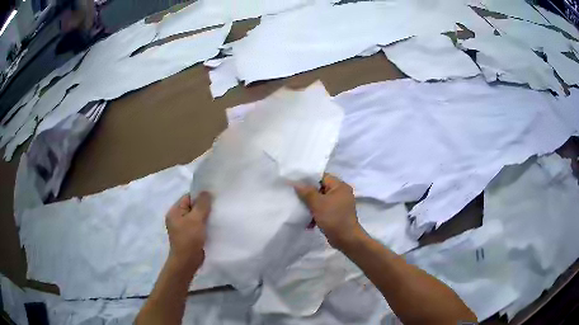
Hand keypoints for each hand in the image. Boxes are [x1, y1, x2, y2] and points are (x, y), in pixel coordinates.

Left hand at [165, 192, 211, 271]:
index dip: (200, 196)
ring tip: (217, 215)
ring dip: (206, 216)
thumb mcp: (196, 219)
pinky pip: (198, 225)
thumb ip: (202, 204)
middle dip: (204, 206)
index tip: (213, 196)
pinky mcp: (190, 235)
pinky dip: (205, 224)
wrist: (187, 261)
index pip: (188, 197)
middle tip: (217, 206)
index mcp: (175, 211)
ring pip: (196, 216)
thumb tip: (206, 191)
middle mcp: (177, 217)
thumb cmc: (189, 239)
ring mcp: (183, 227)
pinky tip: (214, 225)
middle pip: (192, 206)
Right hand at [294, 174, 365, 250]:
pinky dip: (316, 214)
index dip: (308, 179)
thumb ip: (306, 192)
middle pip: (320, 189)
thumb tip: (296, 183)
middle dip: (308, 194)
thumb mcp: (318, 204)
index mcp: (340, 186)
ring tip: (300, 210)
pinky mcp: (336, 214)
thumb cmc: (333, 218)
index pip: (322, 177)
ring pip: (321, 200)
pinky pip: (324, 209)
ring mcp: (339, 204)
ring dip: (311, 206)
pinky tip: (308, 222)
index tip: (295, 183)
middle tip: (295, 197)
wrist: (346, 239)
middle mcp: (341, 193)